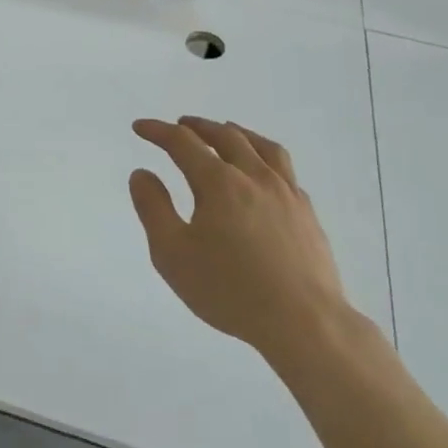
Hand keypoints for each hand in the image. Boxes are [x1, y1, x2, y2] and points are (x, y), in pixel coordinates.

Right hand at [129, 117, 352, 364]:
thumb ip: (153, 209)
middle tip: (181, 124)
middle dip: (198, 127)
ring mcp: (286, 193)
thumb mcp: (173, 254)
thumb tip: (142, 174)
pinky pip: (285, 170)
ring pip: (262, 146)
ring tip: (226, 132)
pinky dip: (265, 158)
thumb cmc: (230, 290)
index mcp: (219, 183)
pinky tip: (263, 173)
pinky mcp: (307, 213)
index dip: (158, 131)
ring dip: (237, 133)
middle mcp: (254, 177)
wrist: (305, 323)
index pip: (183, 143)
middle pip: (225, 136)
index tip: (140, 127)